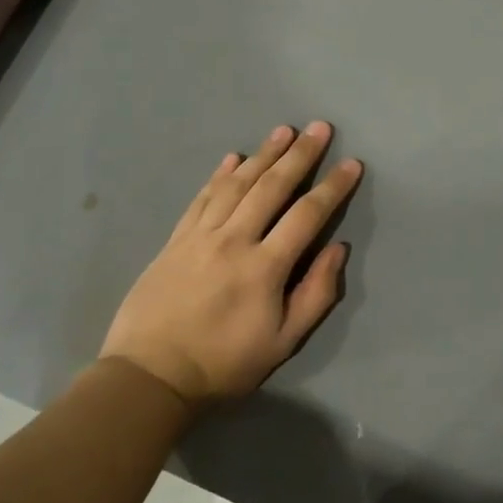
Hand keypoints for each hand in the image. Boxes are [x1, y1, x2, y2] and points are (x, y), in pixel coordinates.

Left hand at [100, 122, 362, 410]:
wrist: (151, 375)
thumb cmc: (224, 363)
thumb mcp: (283, 342)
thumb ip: (316, 293)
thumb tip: (338, 249)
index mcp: (265, 266)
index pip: (307, 215)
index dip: (333, 187)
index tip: (352, 164)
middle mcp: (234, 240)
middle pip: (271, 187)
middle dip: (299, 155)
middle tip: (319, 127)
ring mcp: (200, 236)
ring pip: (236, 184)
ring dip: (262, 154)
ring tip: (282, 131)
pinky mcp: (175, 240)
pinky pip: (201, 198)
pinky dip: (219, 175)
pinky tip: (232, 158)